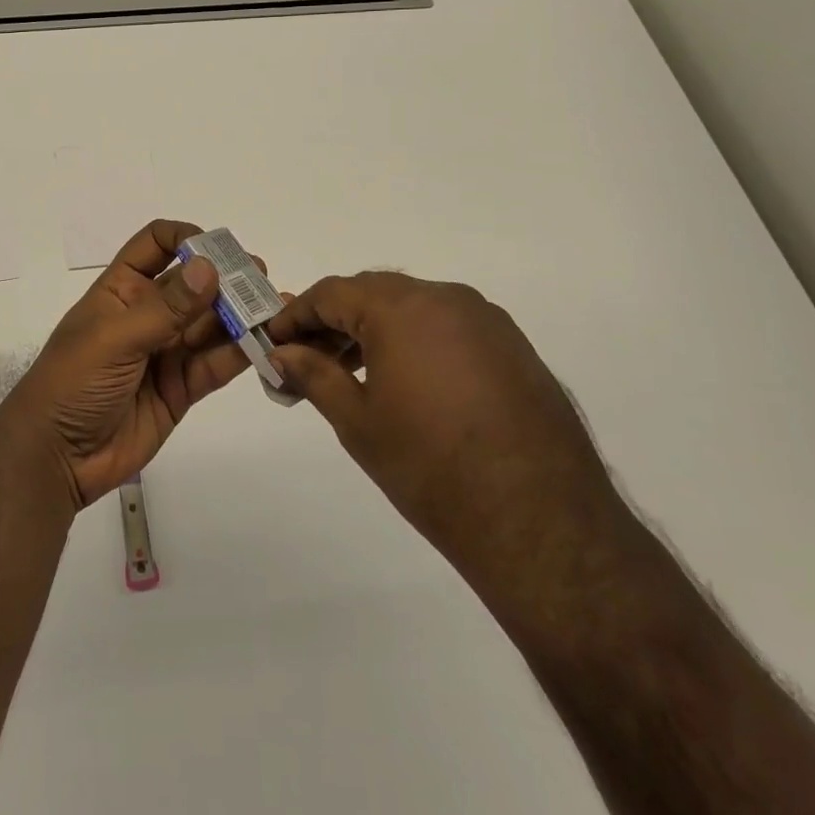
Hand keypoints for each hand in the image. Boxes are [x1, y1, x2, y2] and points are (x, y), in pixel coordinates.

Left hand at [0, 220, 252, 509]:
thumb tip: (209, 267)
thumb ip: (165, 308)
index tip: (217, 250)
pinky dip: (239, 354)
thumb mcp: (115, 338)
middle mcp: (147, 313)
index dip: (186, 238)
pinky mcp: (181, 388)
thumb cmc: (73, 382)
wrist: (55, 458)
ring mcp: (166, 351)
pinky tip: (264, 343)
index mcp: (122, 289)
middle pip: (193, 284)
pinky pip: (214, 364)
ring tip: (274, 308)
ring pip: (210, 324)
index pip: (156, 244)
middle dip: (226, 277)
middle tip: (261, 278)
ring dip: (240, 315)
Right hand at [265, 272, 629, 610]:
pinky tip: (410, 383)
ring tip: (355, 374)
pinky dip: (418, 341)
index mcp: (401, 308)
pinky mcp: (514, 347)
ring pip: (414, 308)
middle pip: (374, 294)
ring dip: (377, 330)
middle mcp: (445, 299)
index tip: (275, 341)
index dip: (297, 315)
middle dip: (336, 321)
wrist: (539, 520)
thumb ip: (314, 375)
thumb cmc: (430, 467)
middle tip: (310, 358)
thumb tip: (281, 353)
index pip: (332, 293)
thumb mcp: (357, 421)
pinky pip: (450, 327)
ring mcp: (486, 321)